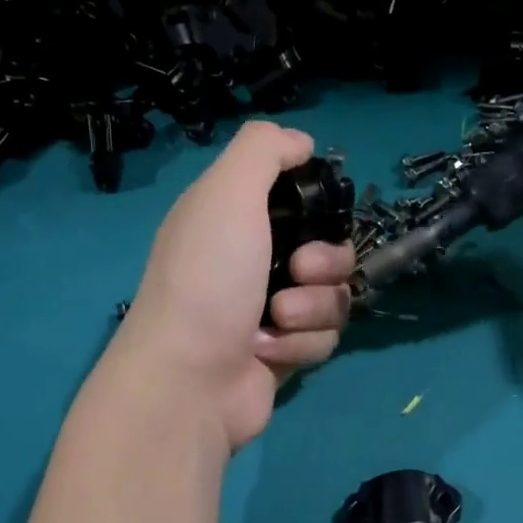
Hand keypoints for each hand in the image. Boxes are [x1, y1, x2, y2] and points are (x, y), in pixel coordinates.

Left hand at [113, 121, 353, 450]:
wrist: (190, 380)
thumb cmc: (208, 279)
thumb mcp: (227, 193)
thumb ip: (263, 150)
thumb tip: (301, 141)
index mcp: (234, 218)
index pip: (296, 198)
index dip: (316, 205)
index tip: (318, 210)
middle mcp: (252, 261)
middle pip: (329, 249)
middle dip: (324, 261)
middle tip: (299, 270)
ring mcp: (269, 310)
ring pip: (332, 296)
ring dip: (310, 308)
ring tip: (275, 320)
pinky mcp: (283, 352)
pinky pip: (323, 337)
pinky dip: (301, 344)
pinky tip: (267, 352)